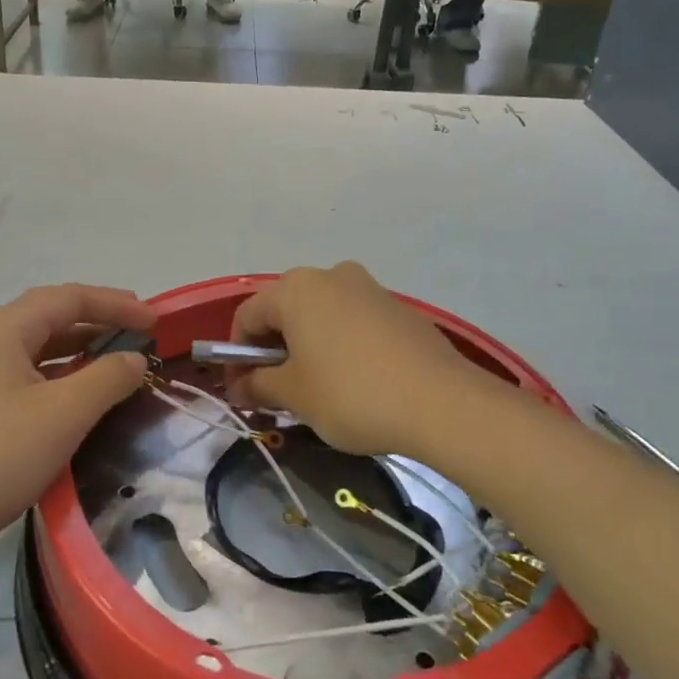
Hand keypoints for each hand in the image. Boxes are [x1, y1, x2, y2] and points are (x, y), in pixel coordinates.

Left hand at [0, 284, 154, 556]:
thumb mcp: (62, 414)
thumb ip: (107, 378)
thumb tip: (134, 359)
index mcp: (3, 329)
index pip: (69, 298)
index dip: (116, 304)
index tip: (155, 321)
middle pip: (49, 318)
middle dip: (98, 322)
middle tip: (139, 335)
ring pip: (34, 350)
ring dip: (77, 351)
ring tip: (115, 362)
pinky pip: (21, 378)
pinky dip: (56, 379)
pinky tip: (72, 400)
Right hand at [227, 262, 485, 455]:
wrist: (441, 402)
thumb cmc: (351, 394)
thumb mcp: (294, 395)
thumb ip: (258, 386)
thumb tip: (239, 387)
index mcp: (296, 289)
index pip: (247, 316)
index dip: (236, 355)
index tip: (241, 390)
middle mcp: (330, 276)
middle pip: (284, 311)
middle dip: (272, 350)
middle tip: (275, 393)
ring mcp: (368, 287)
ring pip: (320, 315)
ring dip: (306, 347)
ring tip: (314, 390)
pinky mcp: (397, 307)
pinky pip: (352, 322)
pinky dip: (339, 345)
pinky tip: (353, 382)